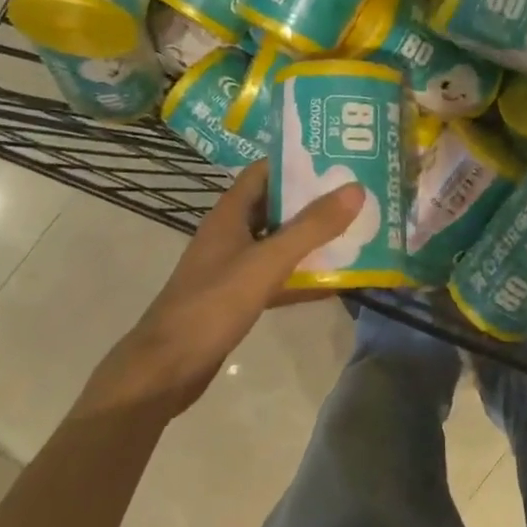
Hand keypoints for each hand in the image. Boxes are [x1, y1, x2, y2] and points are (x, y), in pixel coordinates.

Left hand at [74, 162, 362, 419]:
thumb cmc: (213, 304)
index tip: (338, 157)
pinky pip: (278, 277)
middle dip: (315, 200)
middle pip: (277, 206)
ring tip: (356, 232)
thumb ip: (311, 227)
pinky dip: (303, 277)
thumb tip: (355, 188)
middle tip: (358, 194)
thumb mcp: (267, 262)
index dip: (298, 161)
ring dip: (312, 239)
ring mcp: (234, 266)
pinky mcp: (238, 297)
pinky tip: (335, 282)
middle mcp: (231, 233)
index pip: (265, 171)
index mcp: (230, 213)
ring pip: (279, 243)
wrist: (168, 368)